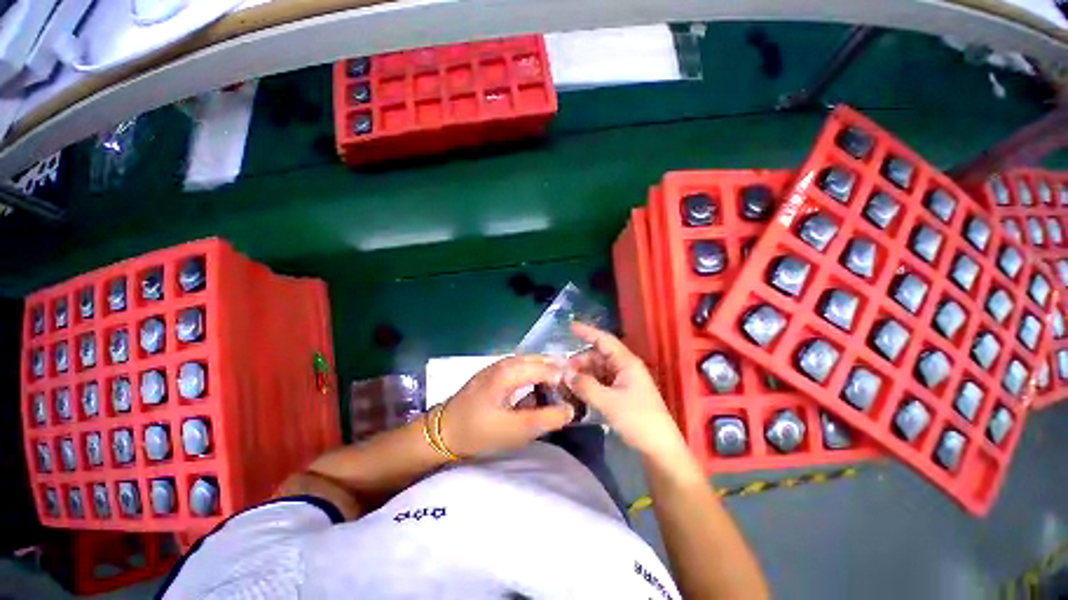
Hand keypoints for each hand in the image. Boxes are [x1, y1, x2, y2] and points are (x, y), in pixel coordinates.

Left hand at [440, 356, 574, 457]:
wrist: (442, 432)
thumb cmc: (477, 431)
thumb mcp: (515, 431)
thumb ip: (546, 419)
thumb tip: (570, 409)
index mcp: (511, 370)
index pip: (549, 367)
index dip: (565, 381)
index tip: (576, 397)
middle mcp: (507, 361)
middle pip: (542, 361)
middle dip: (558, 376)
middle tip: (568, 397)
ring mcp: (499, 365)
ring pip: (533, 364)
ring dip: (546, 377)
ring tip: (555, 397)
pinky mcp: (495, 372)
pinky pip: (522, 369)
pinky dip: (534, 378)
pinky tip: (536, 395)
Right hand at [565, 322, 689, 463]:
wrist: (660, 448)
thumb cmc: (638, 420)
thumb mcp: (608, 402)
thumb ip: (585, 386)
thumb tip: (565, 374)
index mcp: (627, 363)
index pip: (604, 340)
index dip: (587, 332)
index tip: (570, 327)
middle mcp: (625, 368)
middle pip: (599, 356)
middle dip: (580, 360)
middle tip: (562, 369)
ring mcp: (624, 381)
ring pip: (599, 369)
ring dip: (584, 373)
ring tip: (566, 380)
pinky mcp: (622, 393)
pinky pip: (602, 381)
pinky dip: (589, 383)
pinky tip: (578, 390)